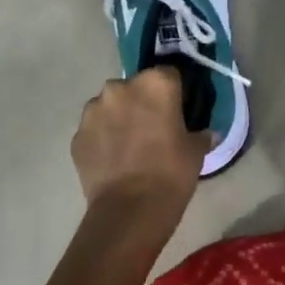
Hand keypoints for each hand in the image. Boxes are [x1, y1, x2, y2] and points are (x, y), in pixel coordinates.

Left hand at [71, 68, 209, 236]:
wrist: (130, 209)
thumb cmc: (171, 172)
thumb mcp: (196, 151)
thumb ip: (201, 135)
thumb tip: (207, 133)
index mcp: (155, 83)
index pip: (168, 75)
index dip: (174, 92)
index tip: (178, 110)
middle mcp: (120, 88)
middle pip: (135, 87)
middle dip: (142, 102)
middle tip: (153, 128)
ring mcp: (94, 110)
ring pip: (110, 106)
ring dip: (119, 117)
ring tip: (129, 145)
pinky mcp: (77, 135)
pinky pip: (94, 129)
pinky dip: (102, 138)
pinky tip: (113, 159)